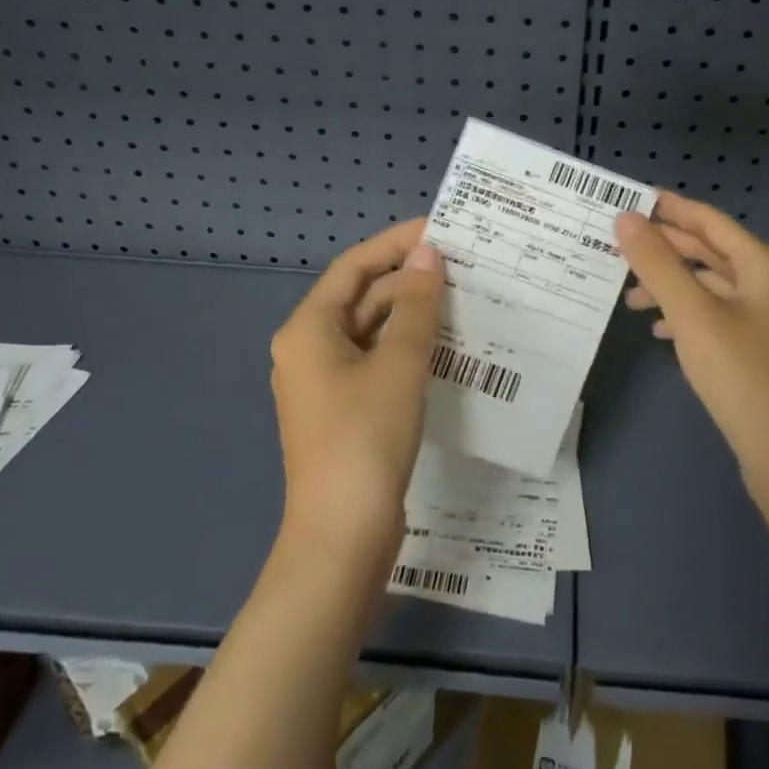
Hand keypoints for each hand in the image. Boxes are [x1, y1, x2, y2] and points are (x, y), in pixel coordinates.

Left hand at [270, 219, 443, 565]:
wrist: (342, 538)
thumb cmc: (365, 439)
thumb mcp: (398, 364)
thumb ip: (416, 305)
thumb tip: (428, 255)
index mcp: (308, 329)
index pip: (355, 266)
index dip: (395, 243)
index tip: (439, 229)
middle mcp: (308, 348)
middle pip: (361, 297)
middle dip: (407, 279)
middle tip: (460, 265)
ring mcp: (324, 382)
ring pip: (370, 330)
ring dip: (410, 313)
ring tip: (460, 297)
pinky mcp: (343, 410)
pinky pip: (375, 360)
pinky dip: (405, 346)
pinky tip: (443, 344)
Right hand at [615, 192, 768, 504]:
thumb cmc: (746, 377)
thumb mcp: (693, 316)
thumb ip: (658, 264)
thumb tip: (626, 218)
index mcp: (766, 268)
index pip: (712, 222)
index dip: (672, 208)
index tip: (633, 199)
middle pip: (713, 253)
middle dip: (667, 250)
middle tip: (621, 245)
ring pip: (714, 289)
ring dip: (673, 287)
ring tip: (630, 297)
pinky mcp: (764, 355)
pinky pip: (720, 319)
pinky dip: (688, 317)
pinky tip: (660, 331)